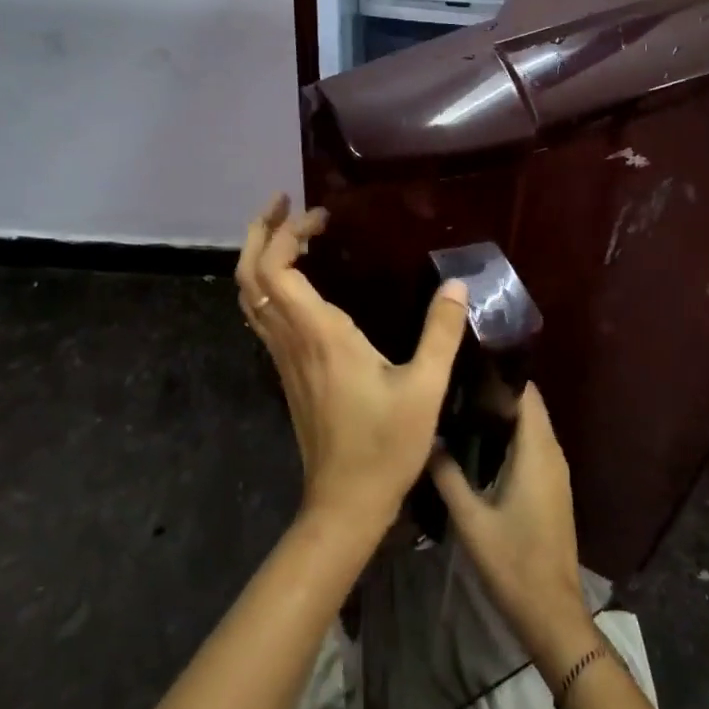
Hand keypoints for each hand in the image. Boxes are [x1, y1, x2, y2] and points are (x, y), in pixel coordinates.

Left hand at [236, 193, 469, 537]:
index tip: (322, 215)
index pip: (277, 268)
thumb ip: (441, 334)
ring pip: (251, 295)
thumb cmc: (384, 447)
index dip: (289, 232)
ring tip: (292, 232)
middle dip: (261, 232)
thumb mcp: (424, 389)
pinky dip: (270, 283)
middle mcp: (291, 339)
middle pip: (250, 275)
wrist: (344, 504)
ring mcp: (283, 357)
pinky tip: (299, 281)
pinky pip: (263, 315)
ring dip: (262, 256)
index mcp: (318, 335)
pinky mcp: (287, 372)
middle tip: (286, 204)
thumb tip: (458, 286)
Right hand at [429, 384, 596, 683]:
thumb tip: (427, 439)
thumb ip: (448, 476)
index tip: (467, 363)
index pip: (526, 394)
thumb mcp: (471, 520)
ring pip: (532, 427)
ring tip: (460, 406)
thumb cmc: (513, 562)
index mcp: (537, 452)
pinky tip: (479, 445)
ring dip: (503, 414)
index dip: (500, 374)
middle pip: (529, 406)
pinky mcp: (553, 488)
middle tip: (456, 383)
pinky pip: (534, 446)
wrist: (552, 612)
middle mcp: (552, 453)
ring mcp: (556, 472)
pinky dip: (511, 436)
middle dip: (496, 391)